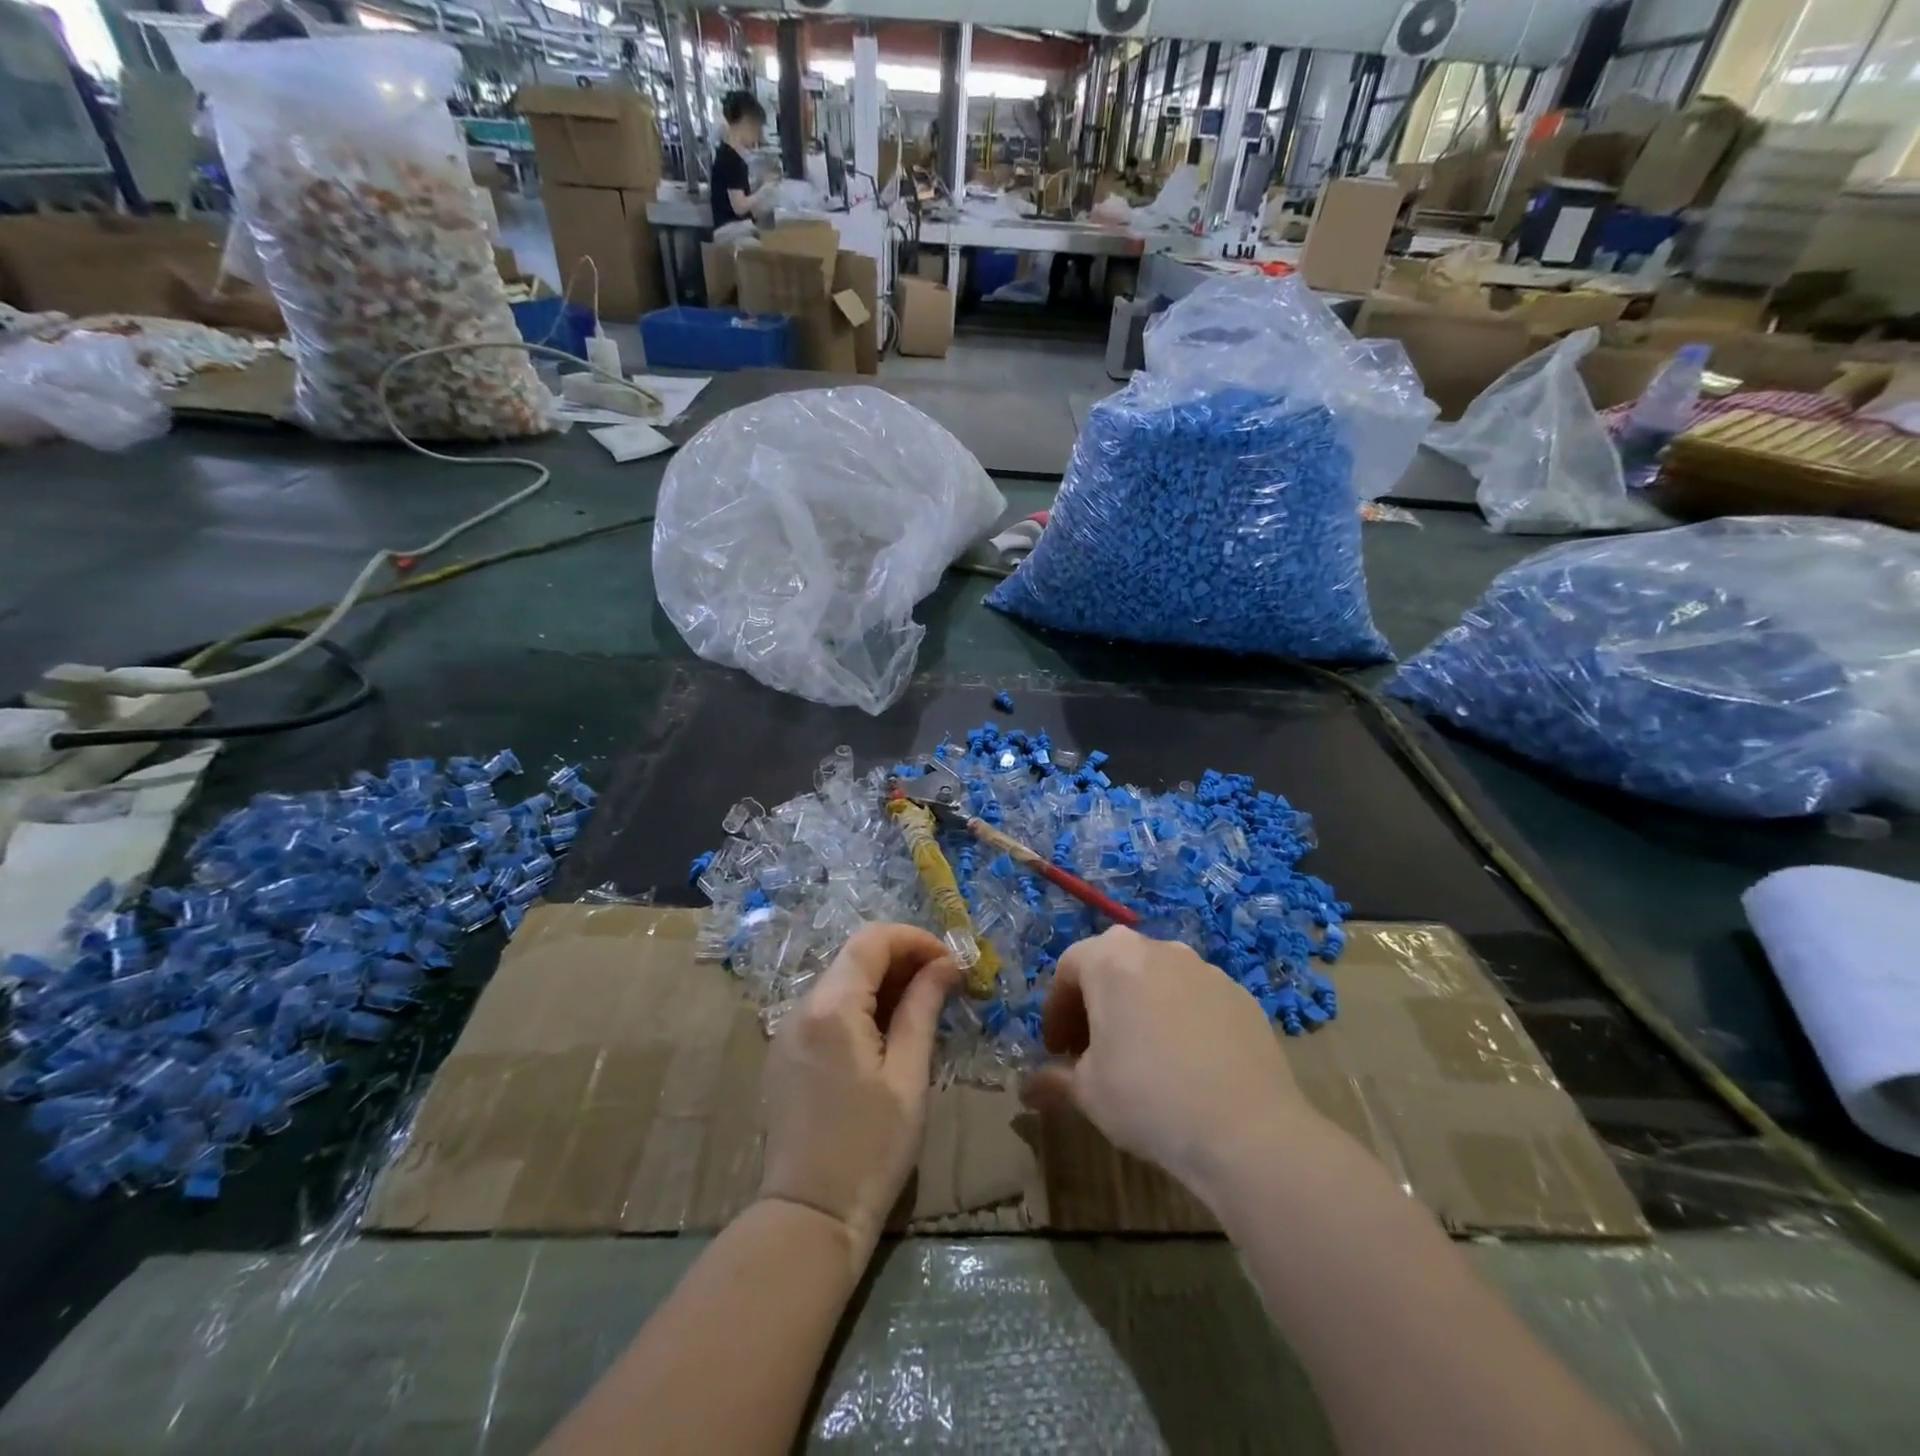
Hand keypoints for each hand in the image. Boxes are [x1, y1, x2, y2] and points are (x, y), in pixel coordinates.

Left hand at [758, 923, 959, 1260]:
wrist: (809, 1217)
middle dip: (902, 959)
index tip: (950, 962)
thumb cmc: (871, 1149)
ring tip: (923, 1007)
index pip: (872, 940)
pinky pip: (827, 1008)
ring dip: (883, 982)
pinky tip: (887, 1032)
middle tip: (944, 984)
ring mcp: (788, 1030)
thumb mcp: (908, 1076)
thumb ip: (922, 1009)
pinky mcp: (786, 1053)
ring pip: (841, 980)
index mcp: (832, 1007)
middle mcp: (802, 1006)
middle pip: (855, 956)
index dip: (915, 940)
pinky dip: (861, 1005)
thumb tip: (945, 965)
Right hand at [1022, 926, 1313, 1198]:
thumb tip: (1028, 1088)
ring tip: (1140, 1054)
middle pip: (1113, 964)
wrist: (1247, 1130)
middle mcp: (1157, 949)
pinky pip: (1194, 997)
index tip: (1058, 1050)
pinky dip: (1179, 1017)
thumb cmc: (1148, 1099)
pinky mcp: (1239, 994)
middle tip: (1092, 1048)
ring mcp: (1204, 968)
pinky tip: (1185, 1062)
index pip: (1068, 968)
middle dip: (1096, 1002)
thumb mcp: (1088, 1093)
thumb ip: (1054, 1079)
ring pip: (1156, 977)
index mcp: (1111, 959)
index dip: (1056, 1009)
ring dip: (1138, 1005)